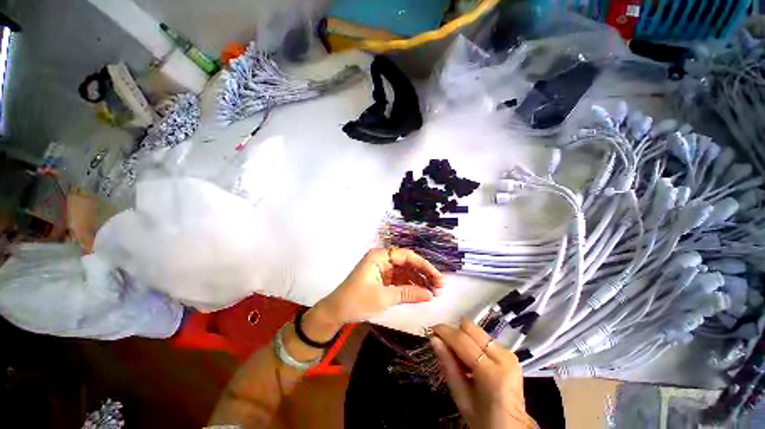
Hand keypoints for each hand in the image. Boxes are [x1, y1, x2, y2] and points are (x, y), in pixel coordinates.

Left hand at [316, 248, 444, 326]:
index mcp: (380, 256)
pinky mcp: (382, 279)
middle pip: (407, 263)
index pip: (406, 256)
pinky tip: (420, 293)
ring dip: (418, 280)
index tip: (437, 277)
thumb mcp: (383, 297)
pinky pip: (399, 280)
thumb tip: (429, 295)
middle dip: (423, 273)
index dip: (423, 265)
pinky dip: (409, 286)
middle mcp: (382, 259)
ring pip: (404, 272)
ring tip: (433, 291)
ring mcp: (382, 269)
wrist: (335, 312)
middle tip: (439, 286)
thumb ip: (407, 294)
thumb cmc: (356, 301)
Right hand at [431, 319, 533, 428]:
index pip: (462, 340)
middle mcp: (503, 357)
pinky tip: (468, 356)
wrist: (511, 428)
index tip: (431, 330)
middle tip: (442, 342)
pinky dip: (472, 342)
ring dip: (462, 336)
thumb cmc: (483, 419)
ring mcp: (508, 354)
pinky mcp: (509, 353)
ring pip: (476, 331)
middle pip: (470, 329)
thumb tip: (434, 339)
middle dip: (454, 332)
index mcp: (492, 374)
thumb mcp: (461, 398)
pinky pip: (483, 338)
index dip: (444, 331)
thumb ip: (448, 366)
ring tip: (455, 352)